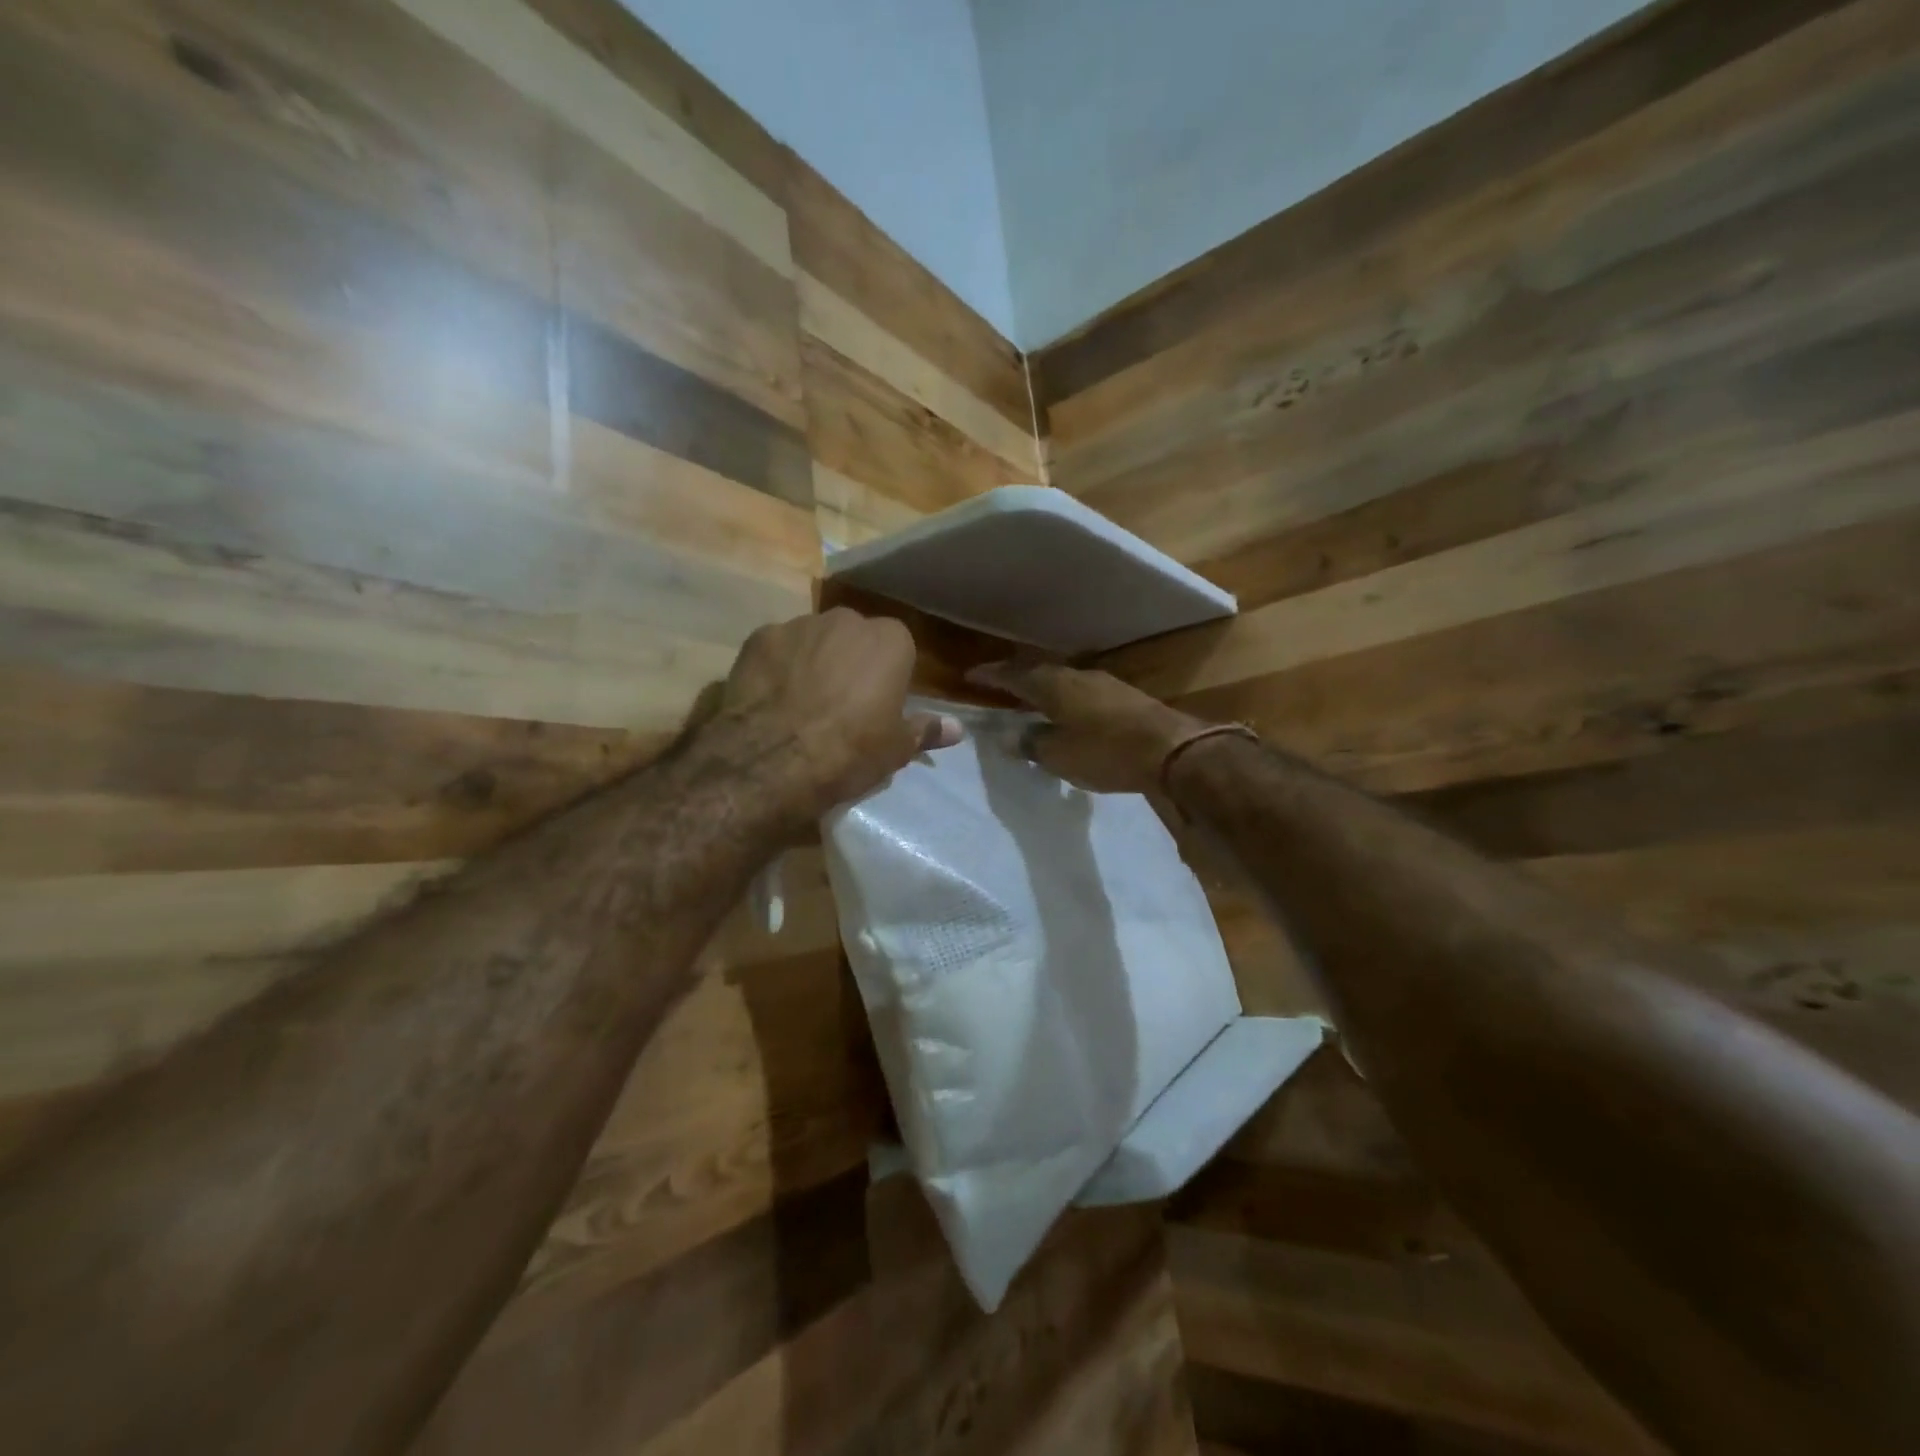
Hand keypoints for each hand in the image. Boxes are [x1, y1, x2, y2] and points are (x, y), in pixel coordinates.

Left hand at [715, 609, 962, 814]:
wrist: (774, 758)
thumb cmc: (850, 751)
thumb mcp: (896, 748)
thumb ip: (926, 730)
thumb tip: (957, 728)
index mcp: (890, 641)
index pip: (898, 648)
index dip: (888, 676)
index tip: (879, 705)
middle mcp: (847, 620)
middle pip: (854, 637)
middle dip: (850, 662)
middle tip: (841, 705)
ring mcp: (800, 625)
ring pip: (814, 640)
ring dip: (813, 661)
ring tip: (802, 704)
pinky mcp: (759, 638)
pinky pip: (777, 649)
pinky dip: (777, 667)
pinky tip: (771, 699)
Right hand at [967, 662, 1209, 794]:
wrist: (1171, 750)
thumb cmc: (1106, 752)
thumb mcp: (1059, 755)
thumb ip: (1031, 744)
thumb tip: (1008, 738)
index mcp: (1054, 685)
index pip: (1014, 675)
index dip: (992, 676)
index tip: (971, 675)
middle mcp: (1077, 676)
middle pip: (1040, 672)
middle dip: (1018, 679)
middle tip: (999, 687)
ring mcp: (1105, 684)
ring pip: (1064, 681)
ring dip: (1044, 689)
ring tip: (1031, 701)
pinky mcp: (1125, 697)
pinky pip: (1083, 692)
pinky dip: (1067, 700)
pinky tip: (1068, 714)